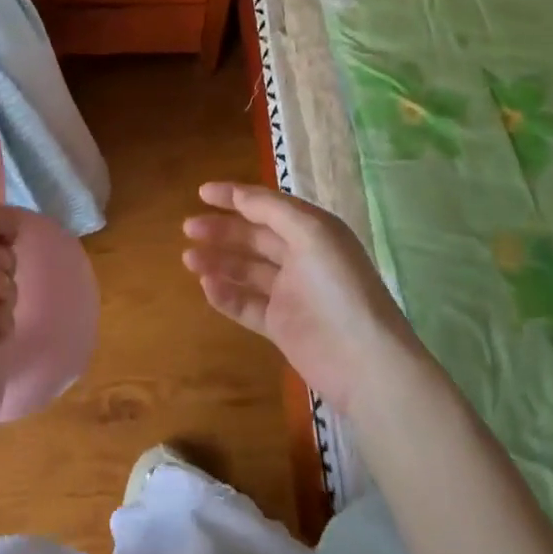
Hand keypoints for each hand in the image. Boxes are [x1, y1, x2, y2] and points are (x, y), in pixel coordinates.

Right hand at [182, 183, 421, 414]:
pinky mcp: (282, 326)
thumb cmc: (339, 286)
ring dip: (218, 261)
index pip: (268, 206)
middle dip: (221, 230)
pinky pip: (247, 305)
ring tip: (188, 258)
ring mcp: (291, 294)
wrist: (365, 361)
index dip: (235, 197)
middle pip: (254, 237)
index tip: (201, 192)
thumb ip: (272, 210)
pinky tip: (206, 286)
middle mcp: (302, 257)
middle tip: (188, 228)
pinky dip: (226, 295)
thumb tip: (239, 195)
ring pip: (246, 271)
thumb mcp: (310, 233)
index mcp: (313, 230)